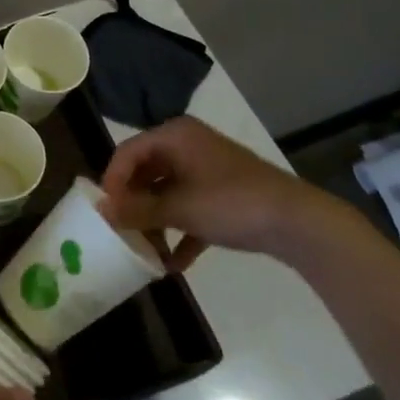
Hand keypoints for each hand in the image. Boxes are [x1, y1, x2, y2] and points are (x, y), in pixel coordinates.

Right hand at [101, 117, 338, 269]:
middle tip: (121, 232)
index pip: (128, 152)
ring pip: (168, 192)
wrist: (298, 222)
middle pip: (147, 172)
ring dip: (156, 221)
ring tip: (146, 252)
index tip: (104, 212)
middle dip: (134, 204)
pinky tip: (174, 264)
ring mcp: (207, 169)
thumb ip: (138, 210)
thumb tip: (101, 211)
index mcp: (174, 135)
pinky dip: (181, 231)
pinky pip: (191, 208)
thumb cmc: (231, 203)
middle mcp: (187, 145)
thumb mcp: (179, 208)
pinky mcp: (224, 194)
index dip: (112, 181)